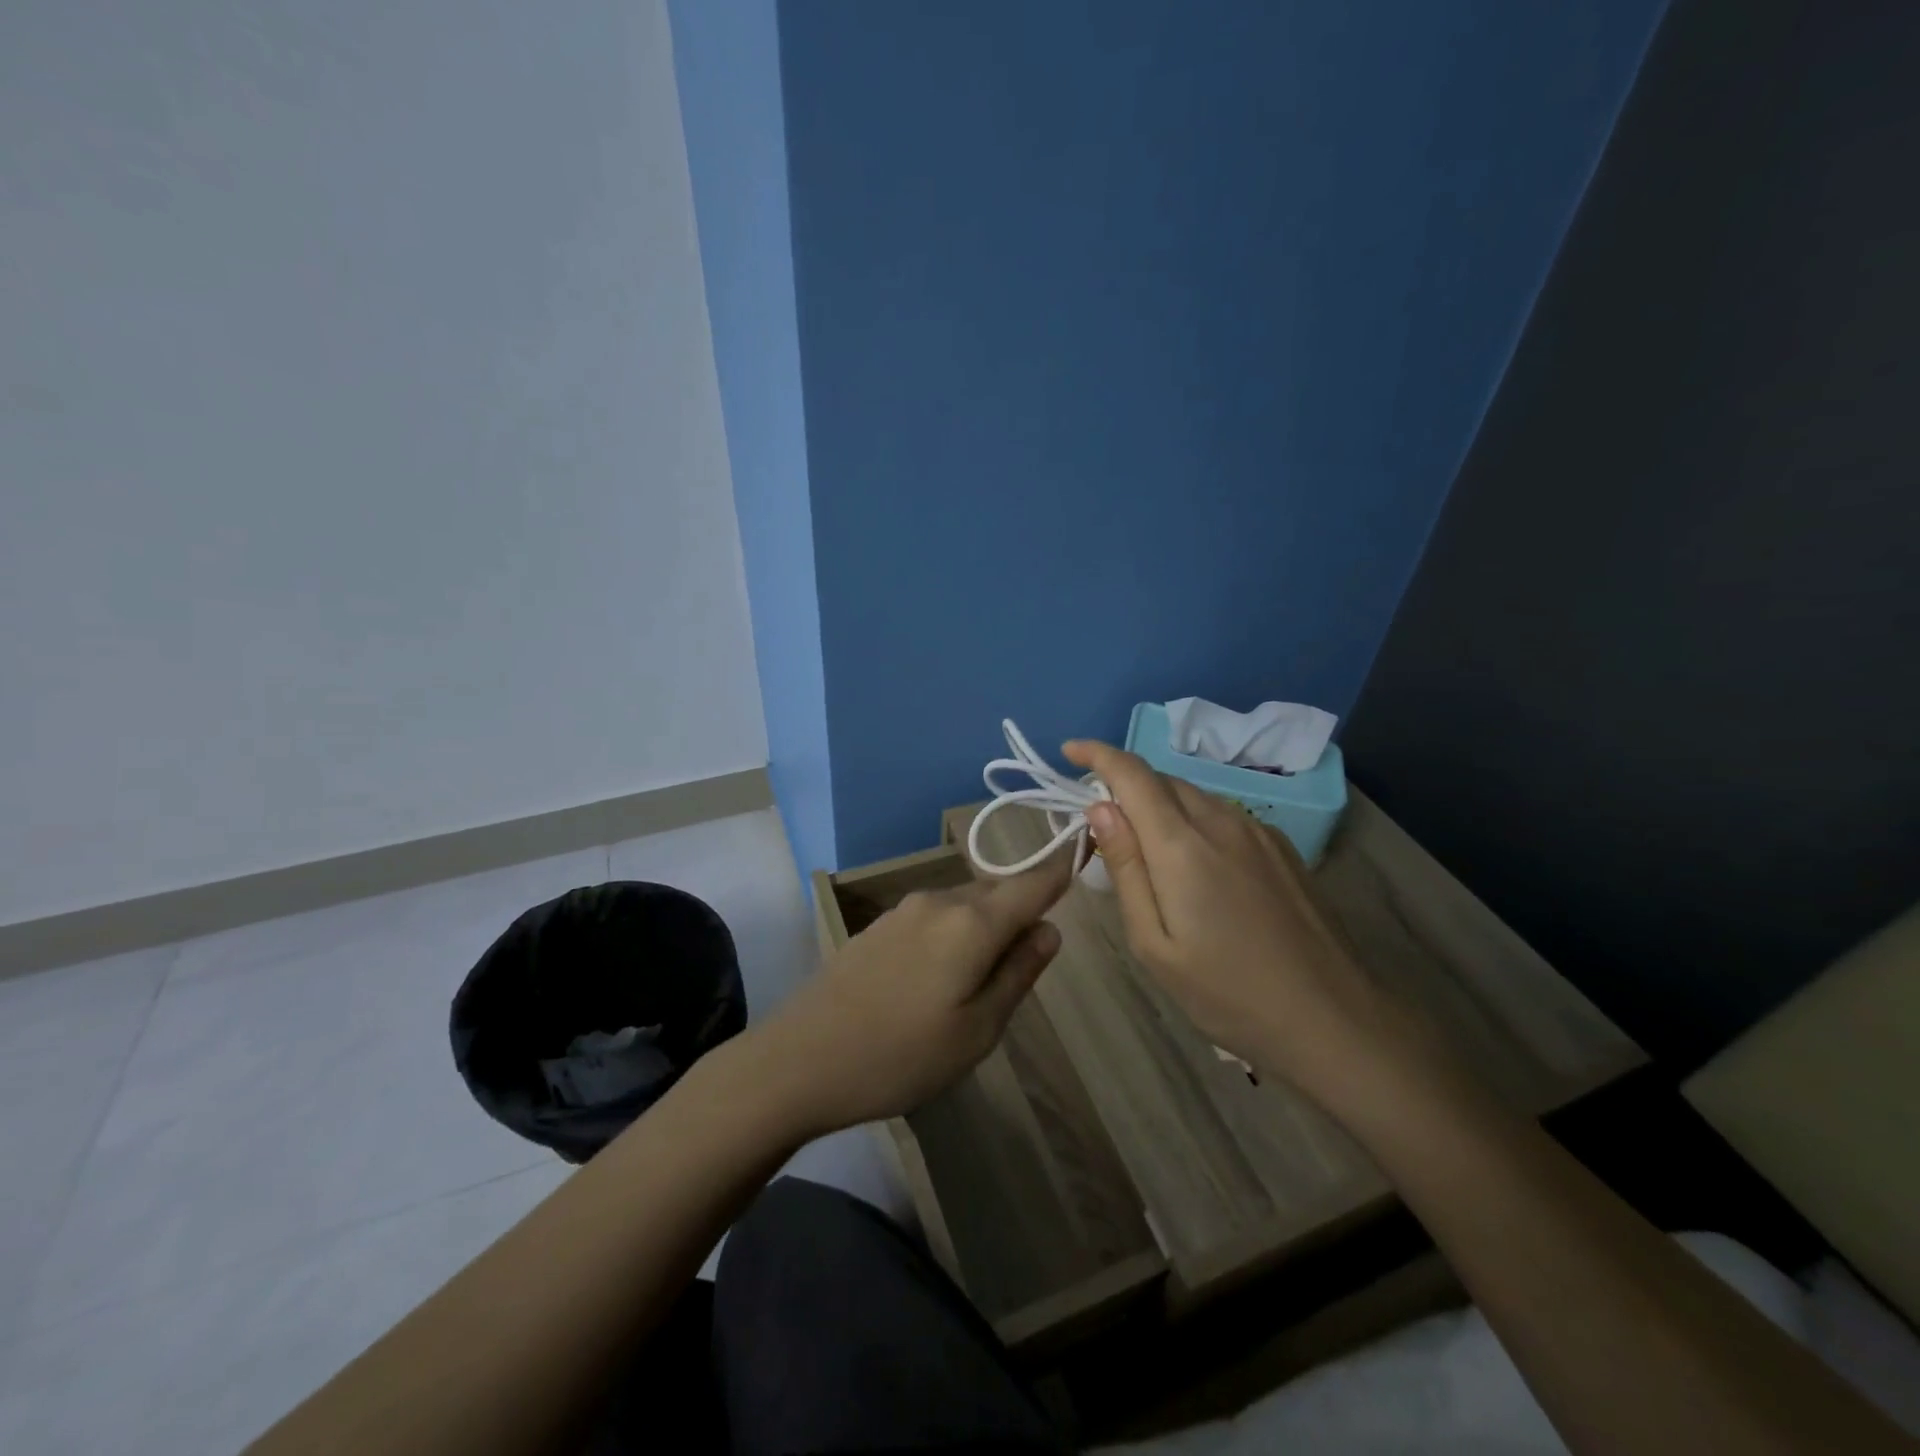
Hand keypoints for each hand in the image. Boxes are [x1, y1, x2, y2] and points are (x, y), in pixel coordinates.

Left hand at [756, 854, 1071, 1136]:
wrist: (798, 1060)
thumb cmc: (900, 1055)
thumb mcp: (977, 1030)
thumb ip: (1018, 973)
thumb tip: (1049, 930)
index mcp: (972, 922)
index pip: (1032, 883)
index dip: (1062, 867)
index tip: (1085, 851)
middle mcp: (940, 901)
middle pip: (997, 893)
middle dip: (1021, 912)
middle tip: (1030, 960)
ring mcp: (904, 910)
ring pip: (965, 905)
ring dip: (986, 927)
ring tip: (984, 980)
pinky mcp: (879, 926)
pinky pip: (936, 918)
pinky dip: (955, 934)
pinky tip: (941, 978)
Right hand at [1063, 739, 1431, 1107]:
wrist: (1333, 1019)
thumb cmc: (1228, 993)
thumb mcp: (1154, 944)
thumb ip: (1126, 869)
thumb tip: (1099, 809)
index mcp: (1182, 845)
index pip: (1132, 774)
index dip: (1097, 754)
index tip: (1070, 750)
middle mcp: (1220, 821)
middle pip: (1161, 780)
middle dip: (1124, 784)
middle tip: (1100, 823)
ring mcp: (1257, 831)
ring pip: (1193, 794)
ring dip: (1158, 803)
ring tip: (1144, 846)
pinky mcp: (1280, 847)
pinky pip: (1221, 813)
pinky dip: (1191, 818)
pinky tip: (1193, 862)